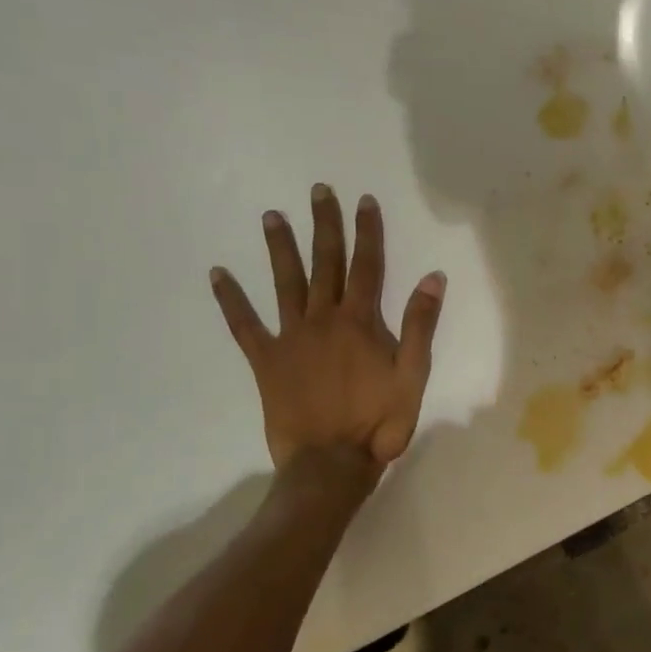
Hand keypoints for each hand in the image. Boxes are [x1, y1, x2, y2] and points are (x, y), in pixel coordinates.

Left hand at [210, 185, 445, 471]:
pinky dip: (231, 299)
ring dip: (279, 248)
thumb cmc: (379, 421)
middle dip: (324, 225)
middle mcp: (323, 319)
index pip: (367, 266)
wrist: (331, 461)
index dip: (367, 231)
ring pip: (284, 283)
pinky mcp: (266, 360)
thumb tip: (432, 277)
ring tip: (271, 216)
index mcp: (360, 322)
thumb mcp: (413, 374)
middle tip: (318, 190)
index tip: (364, 200)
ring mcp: (291, 337)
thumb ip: (421, 325)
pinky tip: (218, 274)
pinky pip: (244, 325)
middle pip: (325, 263)